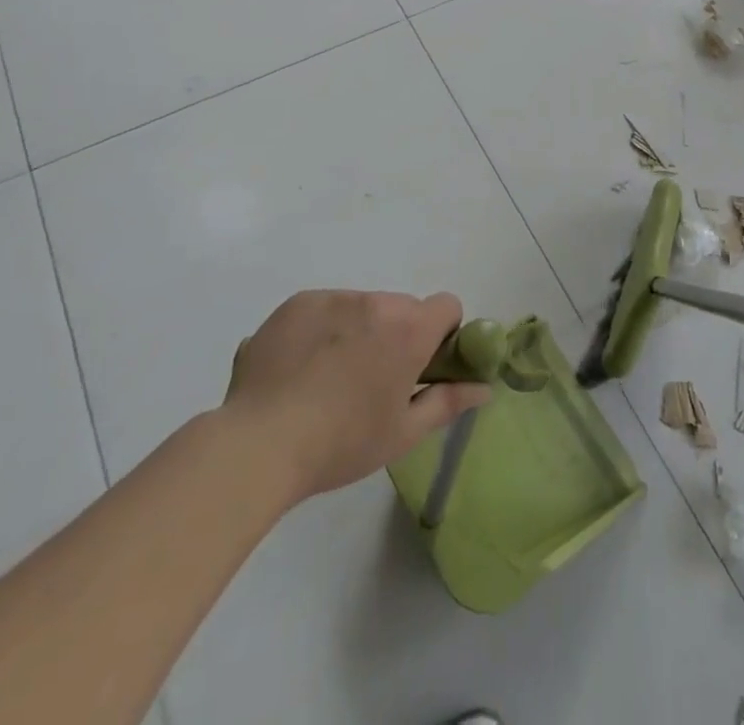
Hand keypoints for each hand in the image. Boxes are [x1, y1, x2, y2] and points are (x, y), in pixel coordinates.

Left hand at [222, 290, 488, 504]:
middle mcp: (376, 302)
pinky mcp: (298, 303)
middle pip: (401, 308)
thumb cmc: (342, 443)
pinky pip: (325, 308)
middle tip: (371, 380)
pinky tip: (300, 368)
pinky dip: (322, 329)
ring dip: (358, 330)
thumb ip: (449, 402)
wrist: (258, 445)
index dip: (441, 333)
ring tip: (327, 378)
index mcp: (409, 329)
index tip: (422, 365)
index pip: (447, 306)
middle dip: (395, 334)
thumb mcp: (403, 433)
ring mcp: (334, 298)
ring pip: (362, 307)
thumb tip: (485, 388)